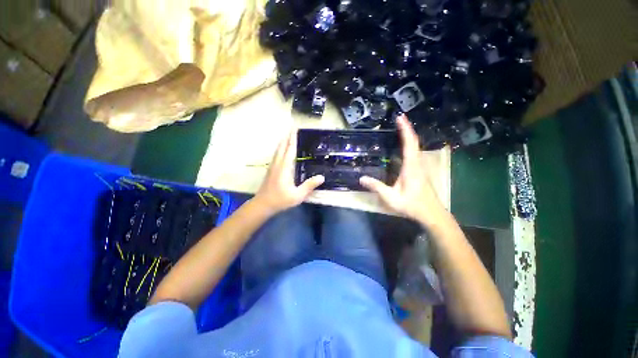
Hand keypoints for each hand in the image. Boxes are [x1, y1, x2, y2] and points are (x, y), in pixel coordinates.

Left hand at [254, 129, 323, 215]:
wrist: (262, 204)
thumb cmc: (280, 200)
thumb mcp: (297, 195)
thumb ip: (309, 185)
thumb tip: (322, 177)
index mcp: (284, 168)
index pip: (290, 150)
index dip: (293, 139)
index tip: (295, 129)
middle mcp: (277, 164)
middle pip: (282, 147)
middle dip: (287, 137)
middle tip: (293, 128)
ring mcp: (272, 166)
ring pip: (278, 150)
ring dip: (283, 142)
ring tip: (288, 136)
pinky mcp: (270, 170)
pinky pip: (276, 155)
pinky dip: (280, 149)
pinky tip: (282, 151)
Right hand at [360, 115, 444, 223]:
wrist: (432, 214)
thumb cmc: (412, 205)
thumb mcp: (391, 198)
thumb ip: (377, 187)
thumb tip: (361, 178)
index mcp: (411, 167)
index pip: (409, 144)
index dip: (405, 130)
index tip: (400, 118)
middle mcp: (418, 164)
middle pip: (414, 142)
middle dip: (407, 129)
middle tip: (399, 119)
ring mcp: (421, 167)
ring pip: (416, 147)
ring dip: (409, 136)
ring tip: (400, 128)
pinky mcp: (420, 171)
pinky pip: (415, 153)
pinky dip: (410, 145)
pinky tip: (404, 146)